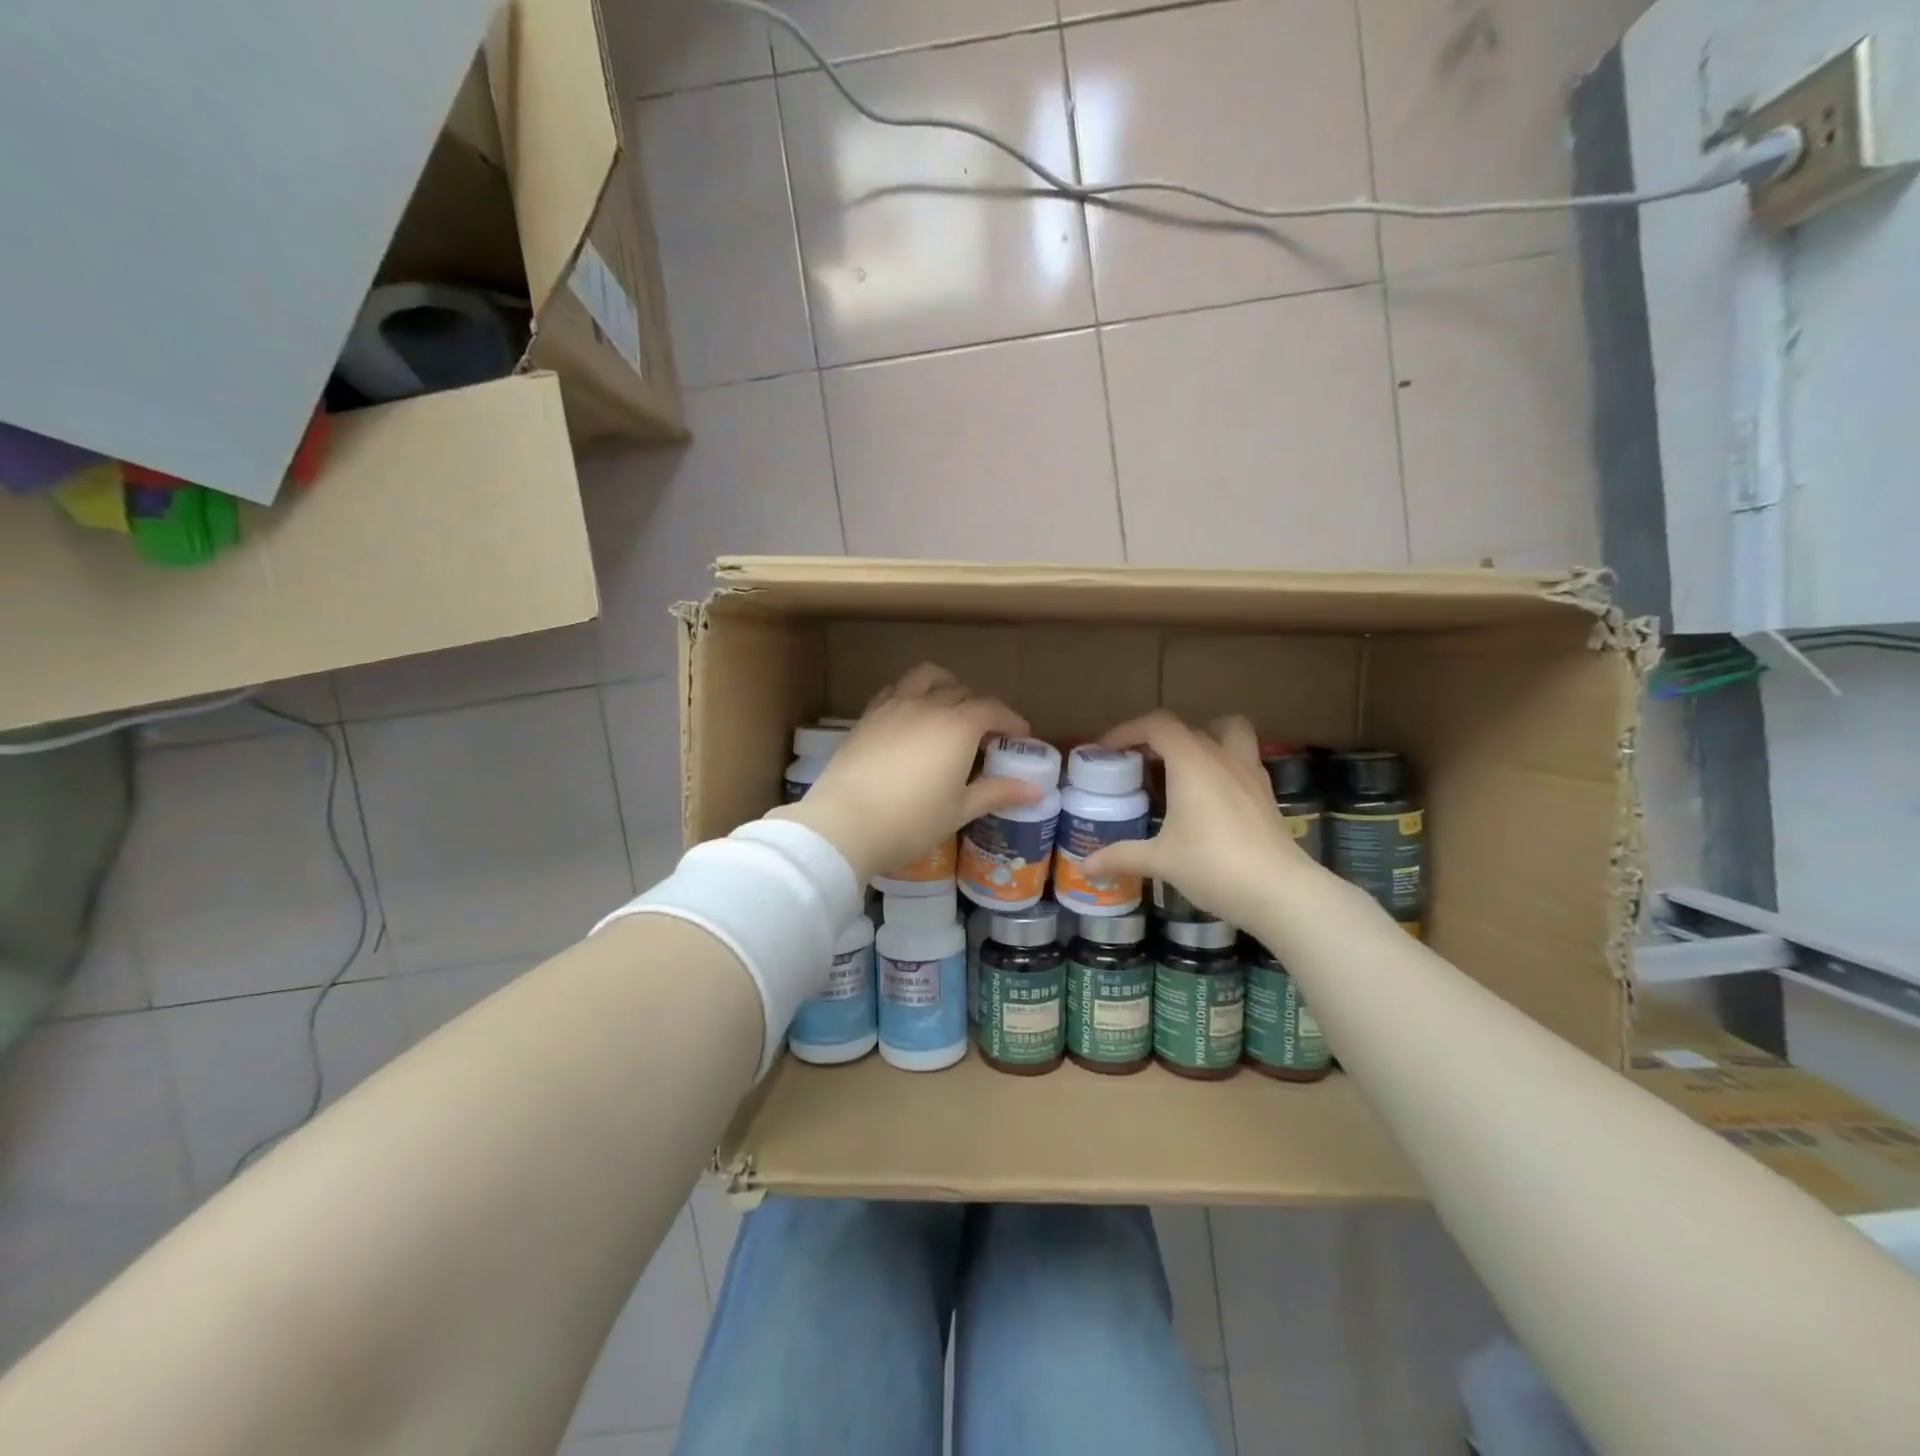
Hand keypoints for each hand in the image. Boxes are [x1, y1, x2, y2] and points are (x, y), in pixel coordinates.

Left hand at [771, 665, 1042, 883]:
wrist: (845, 823)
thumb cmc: (911, 821)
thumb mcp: (959, 809)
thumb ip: (997, 792)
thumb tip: (1036, 791)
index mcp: (958, 726)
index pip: (993, 709)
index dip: (1011, 720)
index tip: (1020, 736)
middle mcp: (928, 705)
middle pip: (962, 692)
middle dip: (981, 707)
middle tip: (986, 734)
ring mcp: (894, 706)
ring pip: (926, 677)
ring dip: (945, 686)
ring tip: (949, 707)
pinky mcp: (868, 716)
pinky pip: (895, 689)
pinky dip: (911, 693)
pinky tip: (911, 715)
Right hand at [1081, 711, 1317, 931]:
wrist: (1281, 891)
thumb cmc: (1213, 865)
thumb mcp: (1160, 861)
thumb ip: (1121, 856)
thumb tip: (1085, 867)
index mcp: (1192, 763)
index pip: (1157, 725)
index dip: (1127, 730)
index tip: (1107, 750)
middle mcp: (1223, 758)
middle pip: (1189, 727)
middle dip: (1160, 738)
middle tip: (1140, 763)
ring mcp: (1250, 774)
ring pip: (1229, 733)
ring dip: (1203, 739)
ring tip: (1181, 768)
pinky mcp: (1266, 795)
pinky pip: (1242, 762)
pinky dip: (1222, 766)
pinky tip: (1210, 798)